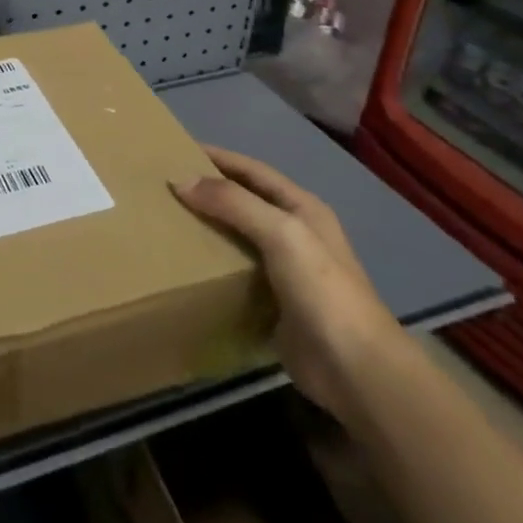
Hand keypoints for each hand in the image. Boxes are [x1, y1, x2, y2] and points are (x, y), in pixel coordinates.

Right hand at [172, 147, 401, 425]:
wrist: (356, 371)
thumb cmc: (322, 290)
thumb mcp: (280, 232)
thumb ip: (232, 202)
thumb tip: (180, 180)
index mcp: (302, 208)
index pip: (253, 170)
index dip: (218, 157)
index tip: (177, 150)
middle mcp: (294, 234)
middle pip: (243, 201)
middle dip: (208, 191)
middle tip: (165, 186)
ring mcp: (285, 271)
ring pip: (237, 236)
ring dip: (207, 227)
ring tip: (167, 220)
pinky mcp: (273, 304)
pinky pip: (235, 273)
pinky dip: (211, 264)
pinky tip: (185, 263)